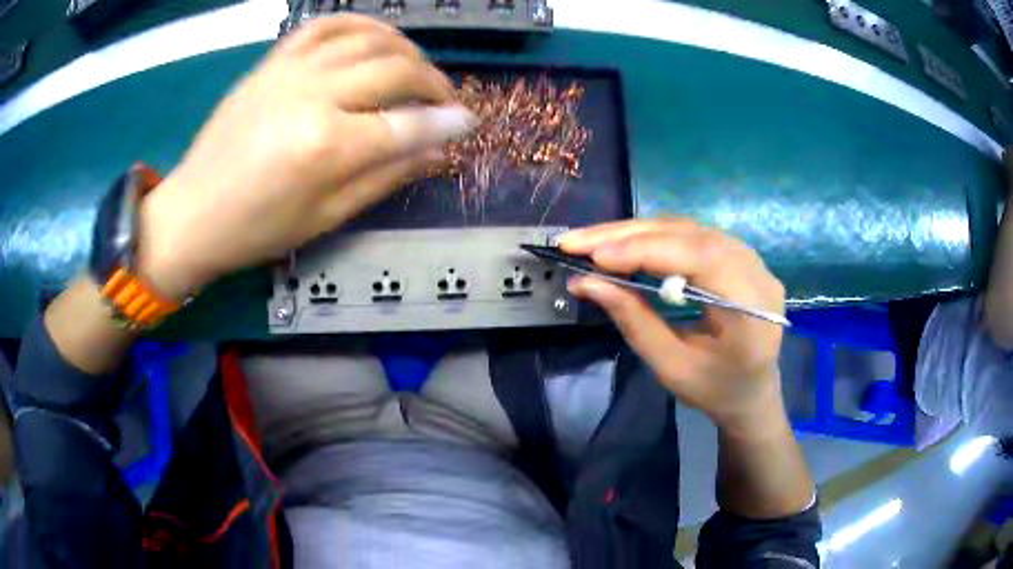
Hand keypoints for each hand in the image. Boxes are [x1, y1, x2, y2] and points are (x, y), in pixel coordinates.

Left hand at [137, 15, 475, 298]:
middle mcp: (314, 96)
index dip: (447, 122)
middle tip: (445, 101)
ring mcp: (290, 72)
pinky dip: (358, 24)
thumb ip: (384, 178)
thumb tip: (435, 152)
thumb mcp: (325, 217)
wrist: (192, 213)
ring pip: (368, 38)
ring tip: (416, 69)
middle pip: (395, 70)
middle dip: (434, 82)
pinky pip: (324, 25)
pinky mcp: (272, 63)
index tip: (469, 122)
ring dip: (405, 49)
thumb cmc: (255, 229)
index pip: (407, 125)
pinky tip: (374, 37)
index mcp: (327, 147)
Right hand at [559, 219, 786, 433]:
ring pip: (690, 229)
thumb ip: (634, 321)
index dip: (647, 250)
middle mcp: (758, 274)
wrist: (752, 392)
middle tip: (577, 242)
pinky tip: (626, 243)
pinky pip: (694, 235)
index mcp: (753, 312)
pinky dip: (655, 235)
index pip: (701, 259)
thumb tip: (586, 282)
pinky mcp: (741, 256)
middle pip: (692, 235)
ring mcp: (753, 260)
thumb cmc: (714, 391)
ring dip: (638, 232)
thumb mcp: (671, 366)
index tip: (595, 256)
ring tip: (593, 242)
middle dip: (631, 236)